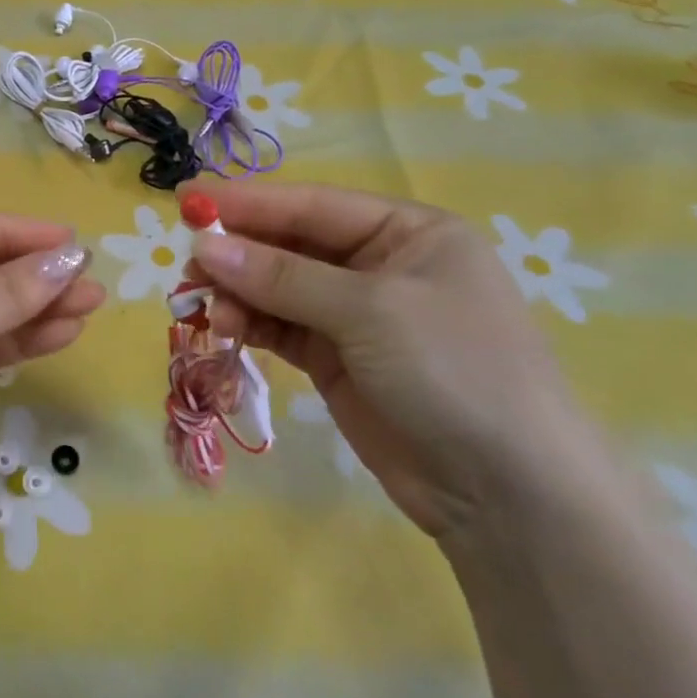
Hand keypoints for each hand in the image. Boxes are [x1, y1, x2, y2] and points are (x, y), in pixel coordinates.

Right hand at [186, 179, 597, 540]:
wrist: (509, 496)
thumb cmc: (454, 372)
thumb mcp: (369, 311)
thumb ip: (281, 277)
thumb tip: (204, 246)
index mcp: (407, 232)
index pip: (312, 204)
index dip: (248, 202)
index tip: (187, 200)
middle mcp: (380, 265)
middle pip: (290, 244)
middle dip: (239, 253)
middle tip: (188, 266)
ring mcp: (357, 314)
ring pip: (278, 287)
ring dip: (239, 293)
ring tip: (209, 311)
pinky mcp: (337, 358)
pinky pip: (281, 326)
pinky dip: (251, 323)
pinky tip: (227, 329)